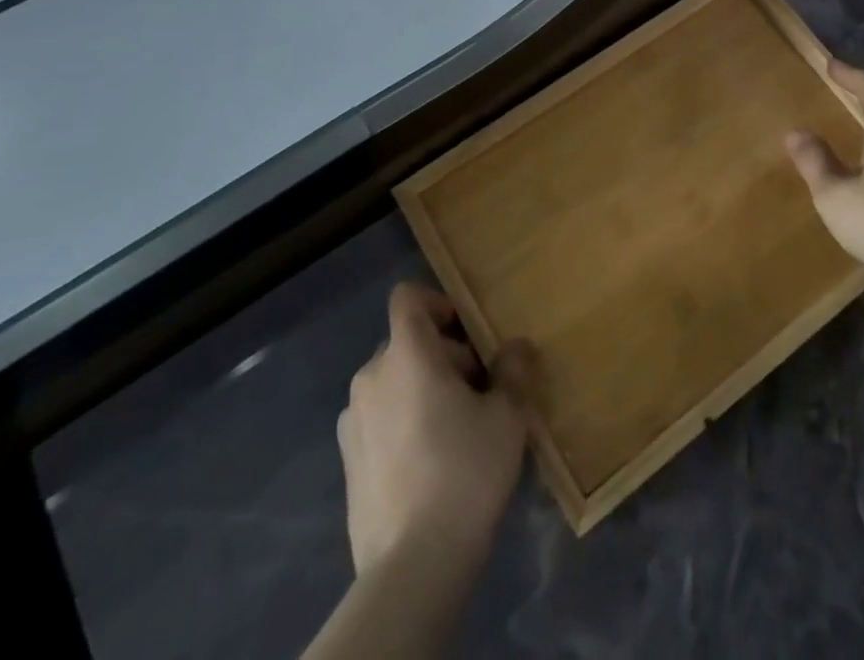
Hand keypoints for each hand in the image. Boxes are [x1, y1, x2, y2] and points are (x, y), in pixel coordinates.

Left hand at [338, 283, 534, 574]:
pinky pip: (379, 419)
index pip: (408, 297)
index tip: (467, 333)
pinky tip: (430, 462)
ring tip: (456, 428)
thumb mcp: (507, 415)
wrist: (412, 566)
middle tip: (478, 389)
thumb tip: (516, 347)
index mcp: (406, 354)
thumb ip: (513, 369)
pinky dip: (402, 423)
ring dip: (421, 389)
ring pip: (392, 382)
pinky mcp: (347, 462)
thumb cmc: (465, 471)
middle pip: (406, 342)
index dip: (438, 303)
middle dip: (442, 355)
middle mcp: (371, 376)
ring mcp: (353, 421)